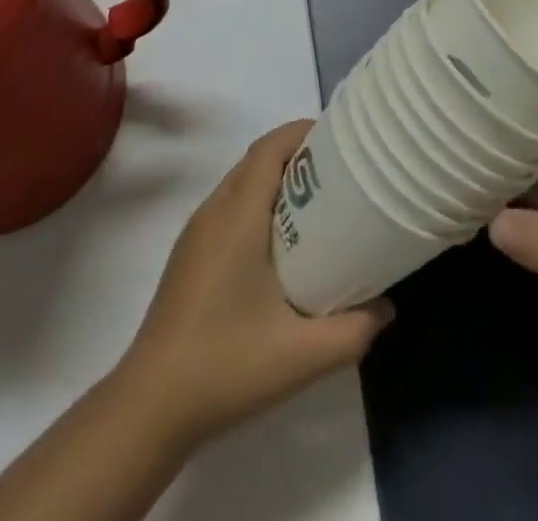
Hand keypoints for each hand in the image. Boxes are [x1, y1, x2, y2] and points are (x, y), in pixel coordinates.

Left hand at [115, 122, 393, 449]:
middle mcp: (213, 211)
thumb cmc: (226, 365)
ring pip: (241, 184)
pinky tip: (281, 245)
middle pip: (256, 160)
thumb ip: (353, 330)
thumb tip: (386, 308)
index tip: (339, 140)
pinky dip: (258, 204)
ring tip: (319, 205)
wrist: (151, 404)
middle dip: (297, 155)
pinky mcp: (190, 254)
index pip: (268, 149)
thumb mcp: (301, 355)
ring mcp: (196, 233)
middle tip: (340, 174)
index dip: (301, 133)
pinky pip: (229, 208)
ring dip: (277, 181)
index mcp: (236, 215)